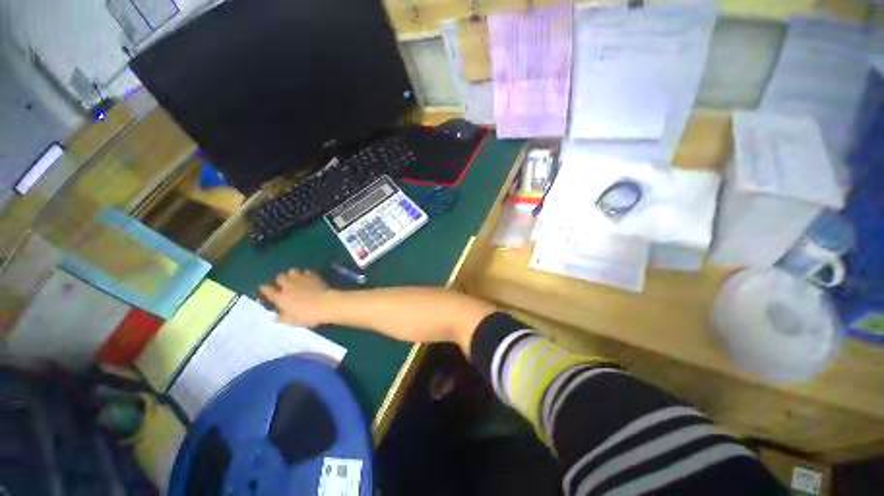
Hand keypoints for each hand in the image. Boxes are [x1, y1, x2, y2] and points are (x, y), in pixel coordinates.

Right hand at [259, 269, 330, 327]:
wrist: (324, 304)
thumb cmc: (306, 315)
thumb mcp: (291, 321)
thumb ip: (282, 317)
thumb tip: (277, 315)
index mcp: (280, 297)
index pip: (267, 290)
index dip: (264, 288)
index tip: (263, 287)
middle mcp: (288, 286)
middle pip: (280, 277)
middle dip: (281, 279)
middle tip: (285, 284)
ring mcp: (301, 279)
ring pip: (292, 271)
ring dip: (293, 274)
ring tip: (296, 279)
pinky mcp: (313, 276)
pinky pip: (306, 271)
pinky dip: (306, 274)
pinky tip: (308, 278)